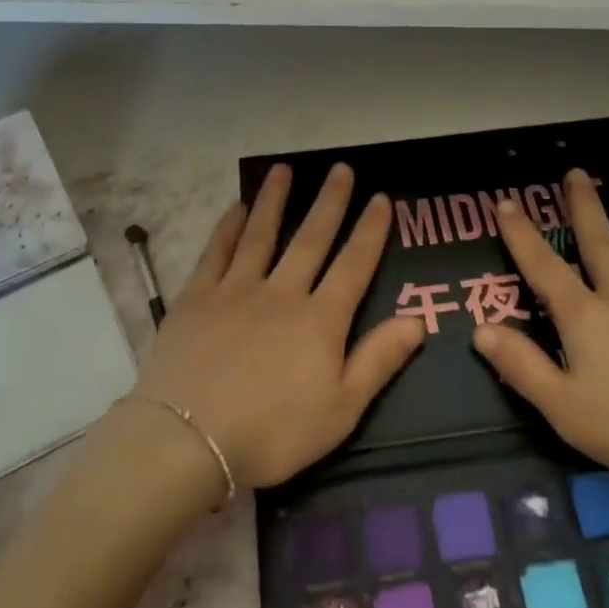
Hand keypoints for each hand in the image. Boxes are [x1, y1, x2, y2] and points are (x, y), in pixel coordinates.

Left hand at [131, 162, 424, 490]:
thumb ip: (378, 361)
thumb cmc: (273, 432)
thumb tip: (418, 320)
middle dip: (329, 202)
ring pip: (261, 234)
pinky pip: (217, 253)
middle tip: (340, 168)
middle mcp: (282, 293)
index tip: (381, 198)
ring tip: (284, 169)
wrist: (190, 439)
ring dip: (275, 200)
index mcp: (320, 320)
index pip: (353, 265)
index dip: (370, 231)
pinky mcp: (198, 298)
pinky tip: (235, 208)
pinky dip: (228, 228)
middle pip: (310, 239)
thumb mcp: (340, 410)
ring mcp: (236, 290)